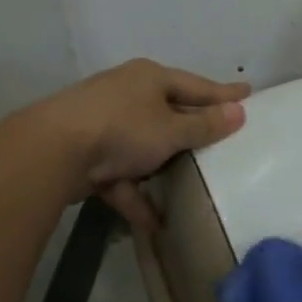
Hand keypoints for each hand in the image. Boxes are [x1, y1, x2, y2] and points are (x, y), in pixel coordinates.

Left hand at [26, 59, 248, 229]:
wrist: (53, 151)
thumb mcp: (171, 129)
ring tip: (190, 187)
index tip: (248, 93)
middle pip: (168, 114)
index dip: (223, 93)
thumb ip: (205, 125)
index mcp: (148, 79)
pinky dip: (135, 195)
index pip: (196, 85)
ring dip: (162, 169)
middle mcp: (126, 95)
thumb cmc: (122, 129)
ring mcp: (103, 125)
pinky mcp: (87, 155)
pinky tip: (154, 222)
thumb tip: (239, 111)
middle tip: (220, 142)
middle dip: (190, 132)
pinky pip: (120, 176)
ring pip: (143, 147)